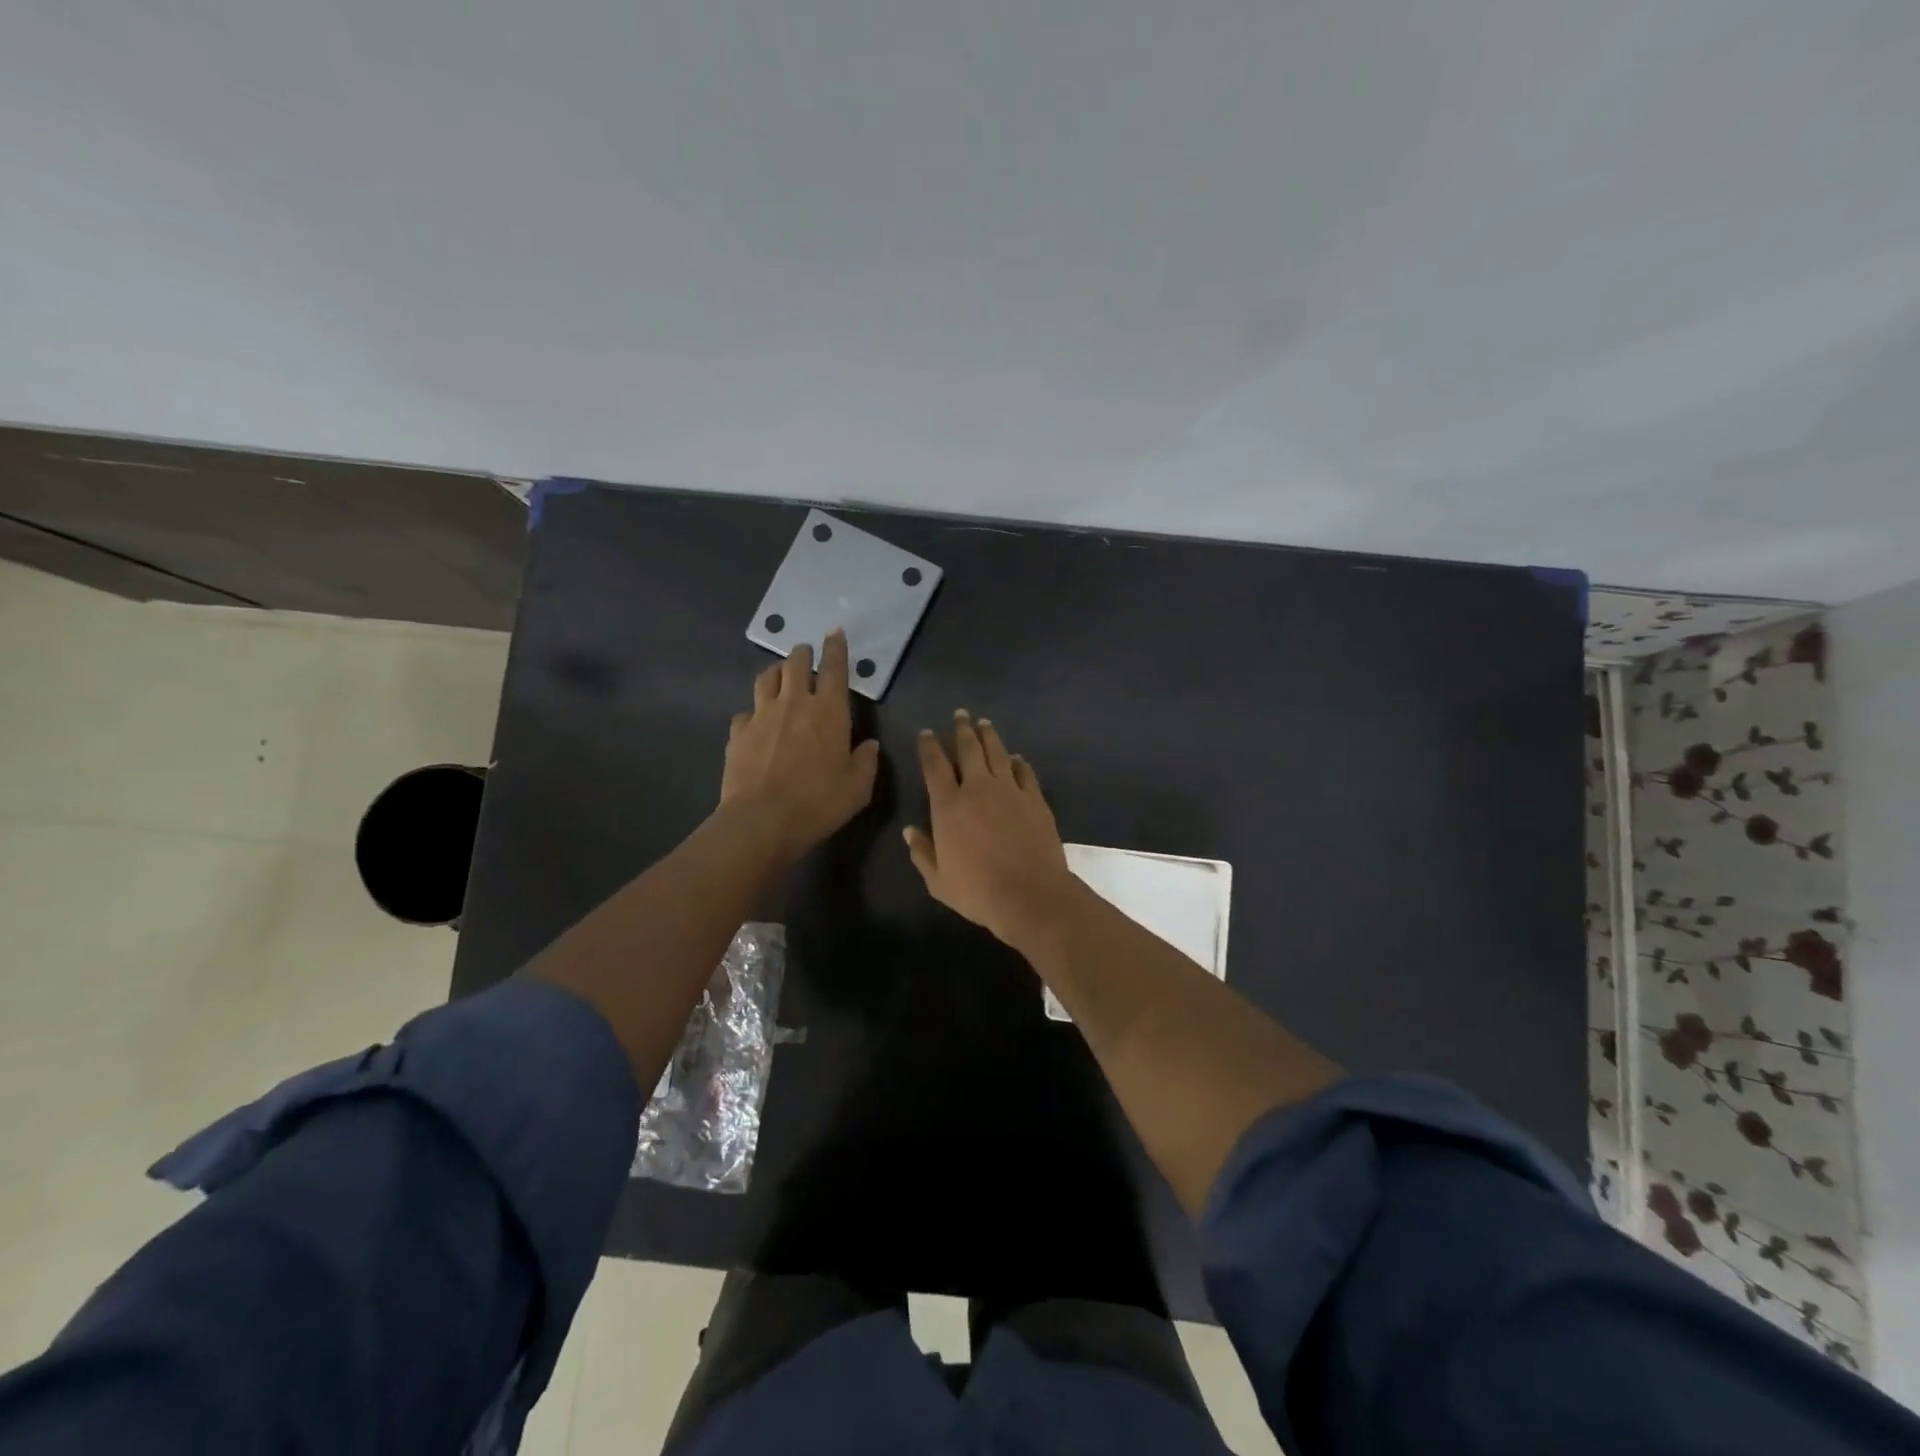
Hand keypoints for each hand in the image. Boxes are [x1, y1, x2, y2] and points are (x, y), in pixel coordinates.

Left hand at [721, 629, 879, 859]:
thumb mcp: (858, 788)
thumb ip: (866, 761)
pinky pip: (746, 712)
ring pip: (766, 679)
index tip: (835, 632)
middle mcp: (794, 703)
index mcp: (829, 711)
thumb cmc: (819, 802)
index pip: (835, 668)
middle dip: (803, 654)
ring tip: (780, 677)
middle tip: (806, 655)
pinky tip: (756, 722)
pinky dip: (754, 711)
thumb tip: (868, 745)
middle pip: (796, 664)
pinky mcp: (738, 733)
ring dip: (776, 673)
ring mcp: (762, 715)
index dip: (836, 648)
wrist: (762, 820)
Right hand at [904, 710, 1077, 947]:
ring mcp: (1009, 791)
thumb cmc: (977, 891)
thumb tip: (910, 831)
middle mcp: (978, 789)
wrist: (1029, 895)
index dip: (929, 746)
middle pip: (968, 749)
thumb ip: (922, 852)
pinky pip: (1024, 772)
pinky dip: (1018, 762)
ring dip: (989, 736)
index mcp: (948, 806)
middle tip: (960, 715)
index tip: (927, 733)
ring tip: (984, 723)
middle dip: (962, 729)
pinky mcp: (1034, 799)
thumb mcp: (938, 880)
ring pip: (997, 753)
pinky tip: (1016, 758)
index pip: (934, 766)